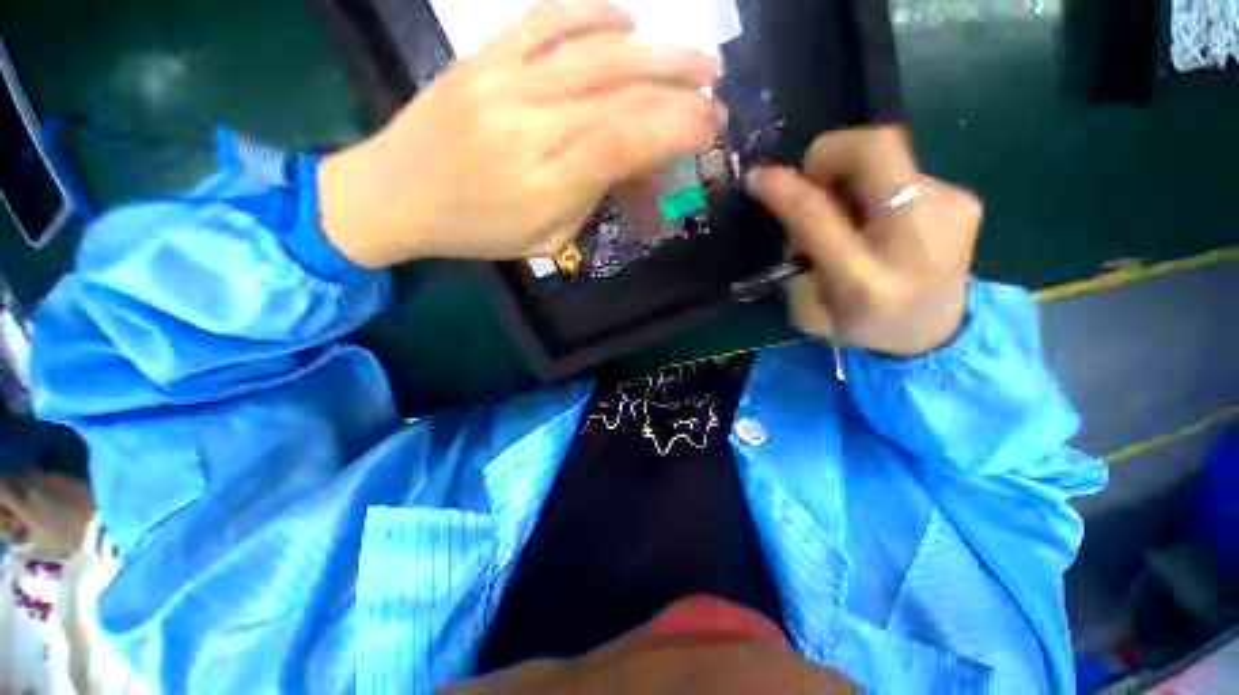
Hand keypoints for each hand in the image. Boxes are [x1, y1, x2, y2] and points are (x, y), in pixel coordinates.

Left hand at [318, 1, 725, 266]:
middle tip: (716, 93)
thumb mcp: (545, 239)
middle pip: (621, 92)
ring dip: (657, 51)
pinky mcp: (484, 57)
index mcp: (547, 181)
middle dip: (680, 91)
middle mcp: (531, 123)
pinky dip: (592, 11)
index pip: (627, 142)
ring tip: (697, 56)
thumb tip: (633, 165)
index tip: (710, 130)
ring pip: (595, 53)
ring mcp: (505, 81)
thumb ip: (592, 200)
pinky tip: (626, 18)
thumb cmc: (476, 231)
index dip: (677, 130)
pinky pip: (545, 18)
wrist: (394, 195)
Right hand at [745, 127, 980, 356]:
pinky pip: (904, 171)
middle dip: (829, 151)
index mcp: (864, 281)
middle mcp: (914, 239)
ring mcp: (949, 211)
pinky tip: (876, 216)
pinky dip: (875, 185)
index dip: (783, 188)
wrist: (937, 330)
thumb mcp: (811, 313)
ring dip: (851, 173)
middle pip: (875, 149)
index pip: (817, 215)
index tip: (757, 178)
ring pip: (888, 154)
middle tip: (811, 178)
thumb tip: (793, 218)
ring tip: (845, 207)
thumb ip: (796, 265)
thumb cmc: (863, 326)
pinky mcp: (964, 199)